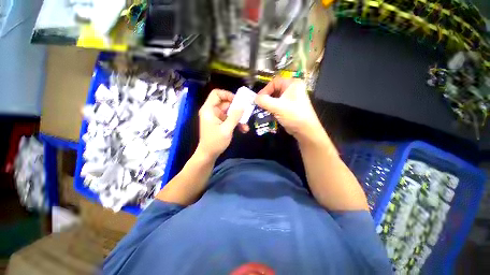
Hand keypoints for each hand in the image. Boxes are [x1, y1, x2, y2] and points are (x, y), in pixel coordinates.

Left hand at [197, 89, 247, 158]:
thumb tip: (243, 106)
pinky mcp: (220, 123)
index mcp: (209, 110)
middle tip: (247, 112)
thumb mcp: (226, 129)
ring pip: (229, 112)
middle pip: (225, 103)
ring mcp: (217, 117)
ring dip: (238, 118)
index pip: (216, 94)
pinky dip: (236, 123)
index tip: (238, 101)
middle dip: (237, 108)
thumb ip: (235, 117)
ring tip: (245, 125)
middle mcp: (212, 111)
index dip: (227, 94)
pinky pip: (229, 119)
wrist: (208, 154)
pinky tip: (243, 129)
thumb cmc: (215, 142)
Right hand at [255, 77, 323, 141]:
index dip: (265, 89)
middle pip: (275, 89)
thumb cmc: (293, 115)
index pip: (275, 82)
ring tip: (262, 109)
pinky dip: (272, 107)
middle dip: (266, 97)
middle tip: (259, 104)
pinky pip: (278, 104)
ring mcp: (291, 98)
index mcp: (292, 84)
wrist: (305, 130)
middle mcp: (292, 88)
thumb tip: (255, 99)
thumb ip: (264, 101)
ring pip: (275, 97)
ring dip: (268, 103)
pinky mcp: (289, 106)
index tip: (258, 99)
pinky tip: (268, 113)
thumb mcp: (277, 107)